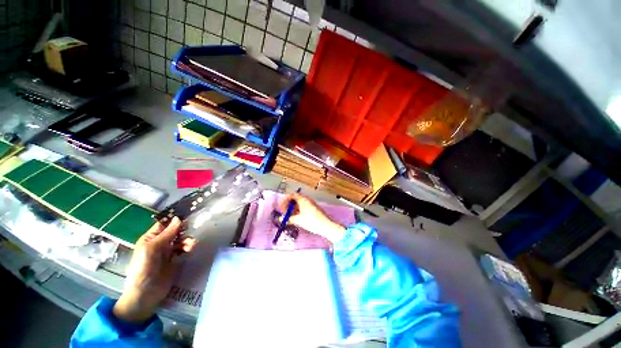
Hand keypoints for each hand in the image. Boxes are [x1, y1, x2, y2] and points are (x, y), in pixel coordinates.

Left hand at [113, 217, 196, 322]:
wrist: (146, 293)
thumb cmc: (144, 268)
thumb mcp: (152, 248)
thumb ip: (167, 234)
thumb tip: (178, 218)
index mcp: (151, 238)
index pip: (164, 224)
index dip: (174, 219)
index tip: (187, 214)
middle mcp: (160, 243)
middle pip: (175, 231)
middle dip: (184, 230)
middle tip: (190, 231)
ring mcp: (168, 251)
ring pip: (182, 239)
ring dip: (187, 240)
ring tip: (190, 245)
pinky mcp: (176, 259)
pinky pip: (185, 249)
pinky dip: (189, 247)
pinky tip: (190, 249)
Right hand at [278, 193, 345, 244]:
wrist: (326, 226)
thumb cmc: (311, 221)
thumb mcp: (298, 220)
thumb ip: (288, 219)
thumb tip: (280, 219)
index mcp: (303, 199)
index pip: (292, 195)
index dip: (286, 200)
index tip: (282, 208)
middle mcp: (307, 200)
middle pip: (295, 199)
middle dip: (289, 205)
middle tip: (285, 212)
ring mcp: (311, 204)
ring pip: (300, 204)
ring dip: (293, 209)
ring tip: (290, 217)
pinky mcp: (314, 209)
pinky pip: (304, 207)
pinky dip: (299, 211)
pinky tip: (297, 218)